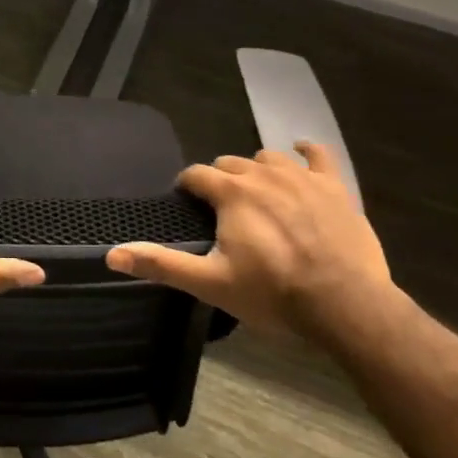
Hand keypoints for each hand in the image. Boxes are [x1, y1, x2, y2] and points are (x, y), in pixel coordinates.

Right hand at [106, 144, 392, 338]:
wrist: (345, 305)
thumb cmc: (273, 294)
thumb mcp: (211, 283)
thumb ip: (162, 265)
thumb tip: (112, 254)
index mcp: (231, 193)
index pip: (196, 175)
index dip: (187, 187)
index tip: (187, 203)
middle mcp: (262, 174)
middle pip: (230, 164)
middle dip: (220, 181)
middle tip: (223, 211)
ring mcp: (301, 177)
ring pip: (268, 158)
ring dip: (256, 170)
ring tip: (257, 194)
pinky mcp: (334, 187)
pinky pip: (318, 155)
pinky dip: (306, 152)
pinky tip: (301, 153)